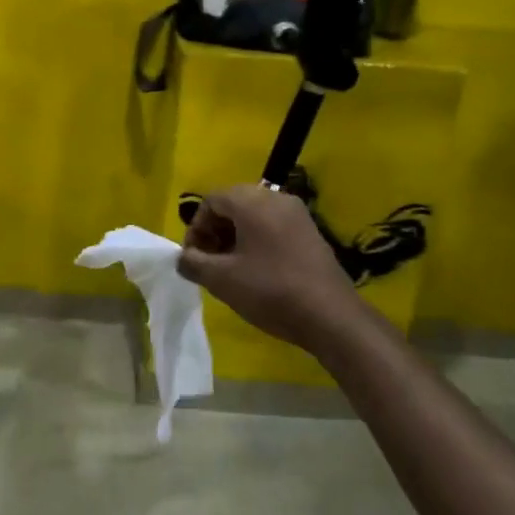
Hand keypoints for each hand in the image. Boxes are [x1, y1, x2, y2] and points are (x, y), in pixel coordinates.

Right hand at [177, 185, 356, 353]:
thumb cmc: (270, 291)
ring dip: (235, 236)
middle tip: (209, 262)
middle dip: (215, 231)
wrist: (331, 316)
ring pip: (253, 215)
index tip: (194, 257)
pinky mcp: (310, 232)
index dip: (196, 228)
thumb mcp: (221, 280)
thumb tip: (183, 258)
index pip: (211, 200)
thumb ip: (193, 263)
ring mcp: (297, 214)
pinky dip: (257, 240)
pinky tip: (257, 270)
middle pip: (232, 204)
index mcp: (251, 201)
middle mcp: (275, 198)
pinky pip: (273, 225)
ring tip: (231, 268)